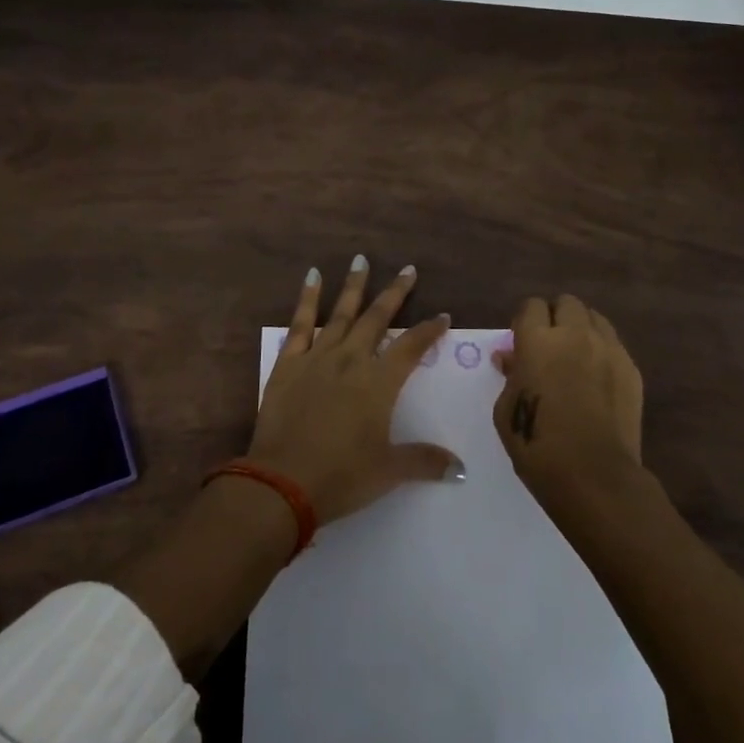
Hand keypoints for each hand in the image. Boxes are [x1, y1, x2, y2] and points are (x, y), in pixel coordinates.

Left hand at [250, 256, 460, 524]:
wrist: (282, 482)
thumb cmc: (341, 476)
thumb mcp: (389, 471)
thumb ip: (425, 461)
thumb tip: (461, 469)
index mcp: (379, 382)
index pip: (412, 347)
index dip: (429, 330)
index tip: (442, 315)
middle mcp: (351, 359)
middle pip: (377, 318)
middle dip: (395, 293)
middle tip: (408, 269)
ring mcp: (317, 357)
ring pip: (341, 313)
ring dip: (354, 286)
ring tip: (361, 260)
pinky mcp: (288, 363)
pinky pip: (301, 323)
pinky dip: (308, 299)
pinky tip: (313, 277)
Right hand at [492, 294, 644, 502]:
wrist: (594, 476)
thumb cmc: (538, 445)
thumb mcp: (506, 410)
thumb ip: (510, 375)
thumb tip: (511, 358)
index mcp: (538, 340)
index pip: (531, 306)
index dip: (525, 321)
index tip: (522, 341)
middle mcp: (575, 334)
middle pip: (566, 303)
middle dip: (555, 317)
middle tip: (549, 344)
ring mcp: (608, 349)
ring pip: (594, 318)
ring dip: (581, 329)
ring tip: (576, 355)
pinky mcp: (631, 368)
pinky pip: (614, 344)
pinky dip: (602, 351)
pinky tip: (597, 378)